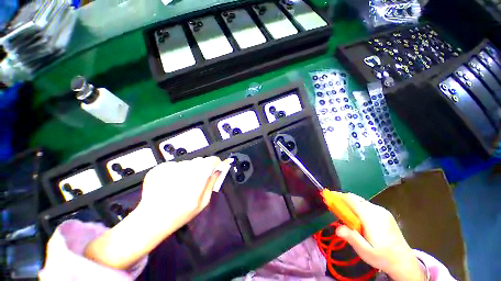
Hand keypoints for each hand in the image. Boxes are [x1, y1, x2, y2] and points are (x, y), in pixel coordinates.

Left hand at [84, 157, 231, 269]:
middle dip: (202, 168)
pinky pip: (175, 165)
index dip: (215, 163)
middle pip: (199, 161)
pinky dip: (177, 171)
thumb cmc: (180, 214)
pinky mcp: (158, 168)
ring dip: (189, 170)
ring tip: (182, 184)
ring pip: (187, 162)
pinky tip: (172, 183)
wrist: (150, 220)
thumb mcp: (202, 203)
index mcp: (195, 182)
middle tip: (197, 180)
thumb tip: (217, 170)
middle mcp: (182, 172)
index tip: (216, 167)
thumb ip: (212, 183)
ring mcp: (168, 169)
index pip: (211, 161)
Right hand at [335, 193, 425, 280]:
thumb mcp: (365, 252)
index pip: (351, 200)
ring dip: (350, 204)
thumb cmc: (382, 257)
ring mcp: (382, 211)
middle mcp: (377, 210)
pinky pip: (367, 205)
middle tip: (334, 206)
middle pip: (355, 198)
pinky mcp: (385, 213)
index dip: (338, 196)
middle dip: (343, 199)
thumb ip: (351, 238)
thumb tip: (337, 228)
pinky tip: (359, 218)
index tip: (328, 196)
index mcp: (371, 217)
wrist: (405, 261)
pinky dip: (358, 207)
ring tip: (346, 214)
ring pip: (361, 201)